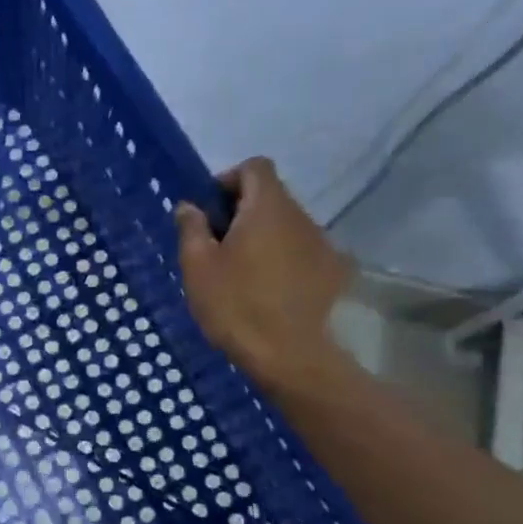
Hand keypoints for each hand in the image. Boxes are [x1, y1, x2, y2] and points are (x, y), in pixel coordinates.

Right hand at [175, 157, 354, 391]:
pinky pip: (302, 250)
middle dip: (243, 211)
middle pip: (272, 196)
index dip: (229, 180)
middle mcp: (301, 217)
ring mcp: (322, 244)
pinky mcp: (333, 271)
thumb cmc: (235, 304)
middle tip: (217, 245)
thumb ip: (192, 228)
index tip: (210, 210)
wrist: (290, 355)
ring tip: (241, 271)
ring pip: (287, 224)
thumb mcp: (197, 266)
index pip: (255, 167)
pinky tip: (267, 289)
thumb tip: (189, 206)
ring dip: (263, 235)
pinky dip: (283, 258)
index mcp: (266, 208)